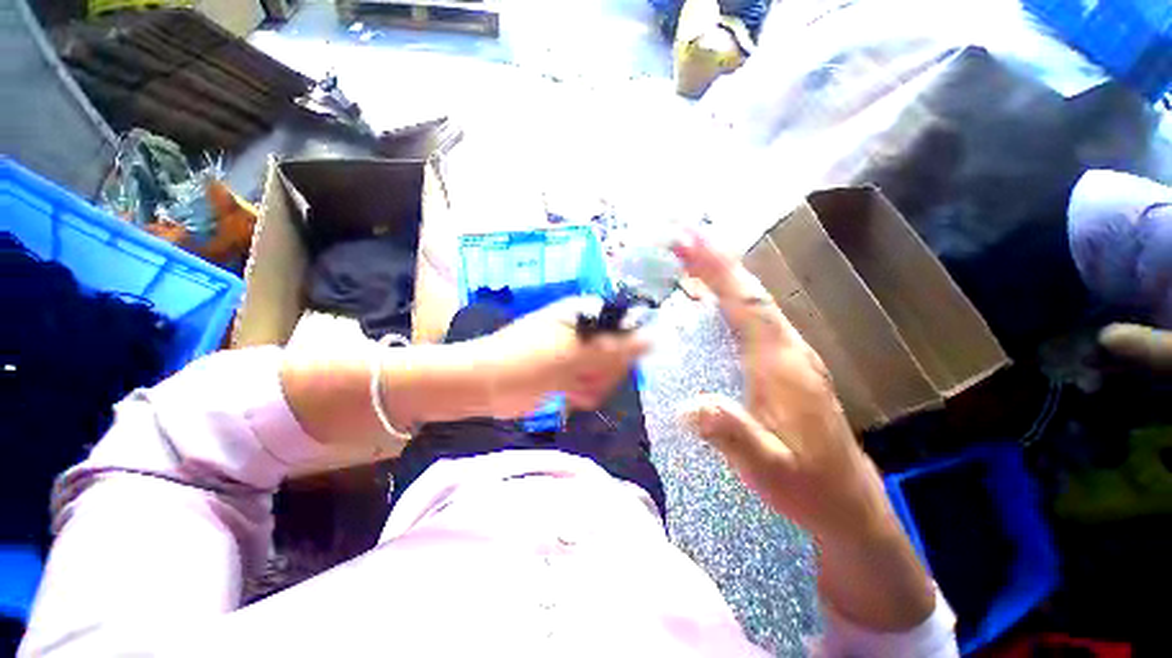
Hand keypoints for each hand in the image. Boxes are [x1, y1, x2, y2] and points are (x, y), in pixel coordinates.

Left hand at [465, 297, 649, 418]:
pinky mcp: (572, 376)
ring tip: (569, 385)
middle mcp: (586, 332)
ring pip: (608, 374)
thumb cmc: (524, 360)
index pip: (626, 327)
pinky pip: (594, 387)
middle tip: (580, 374)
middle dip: (604, 370)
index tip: (608, 362)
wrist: (483, 386)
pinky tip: (567, 395)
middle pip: (619, 353)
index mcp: (586, 315)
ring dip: (593, 385)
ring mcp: (579, 355)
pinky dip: (584, 394)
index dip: (624, 347)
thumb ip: (613, 347)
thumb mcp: (570, 352)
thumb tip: (653, 338)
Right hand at [672, 231, 886, 543]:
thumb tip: (688, 406)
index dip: (720, 271)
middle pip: (751, 294)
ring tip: (693, 259)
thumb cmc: (805, 483)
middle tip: (684, 240)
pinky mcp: (786, 364)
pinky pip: (754, 320)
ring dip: (724, 277)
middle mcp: (789, 349)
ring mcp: (790, 355)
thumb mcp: (766, 467)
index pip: (748, 304)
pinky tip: (715, 300)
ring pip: (754, 303)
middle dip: (717, 262)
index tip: (692, 242)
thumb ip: (732, 434)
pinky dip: (731, 299)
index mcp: (782, 364)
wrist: (845, 501)